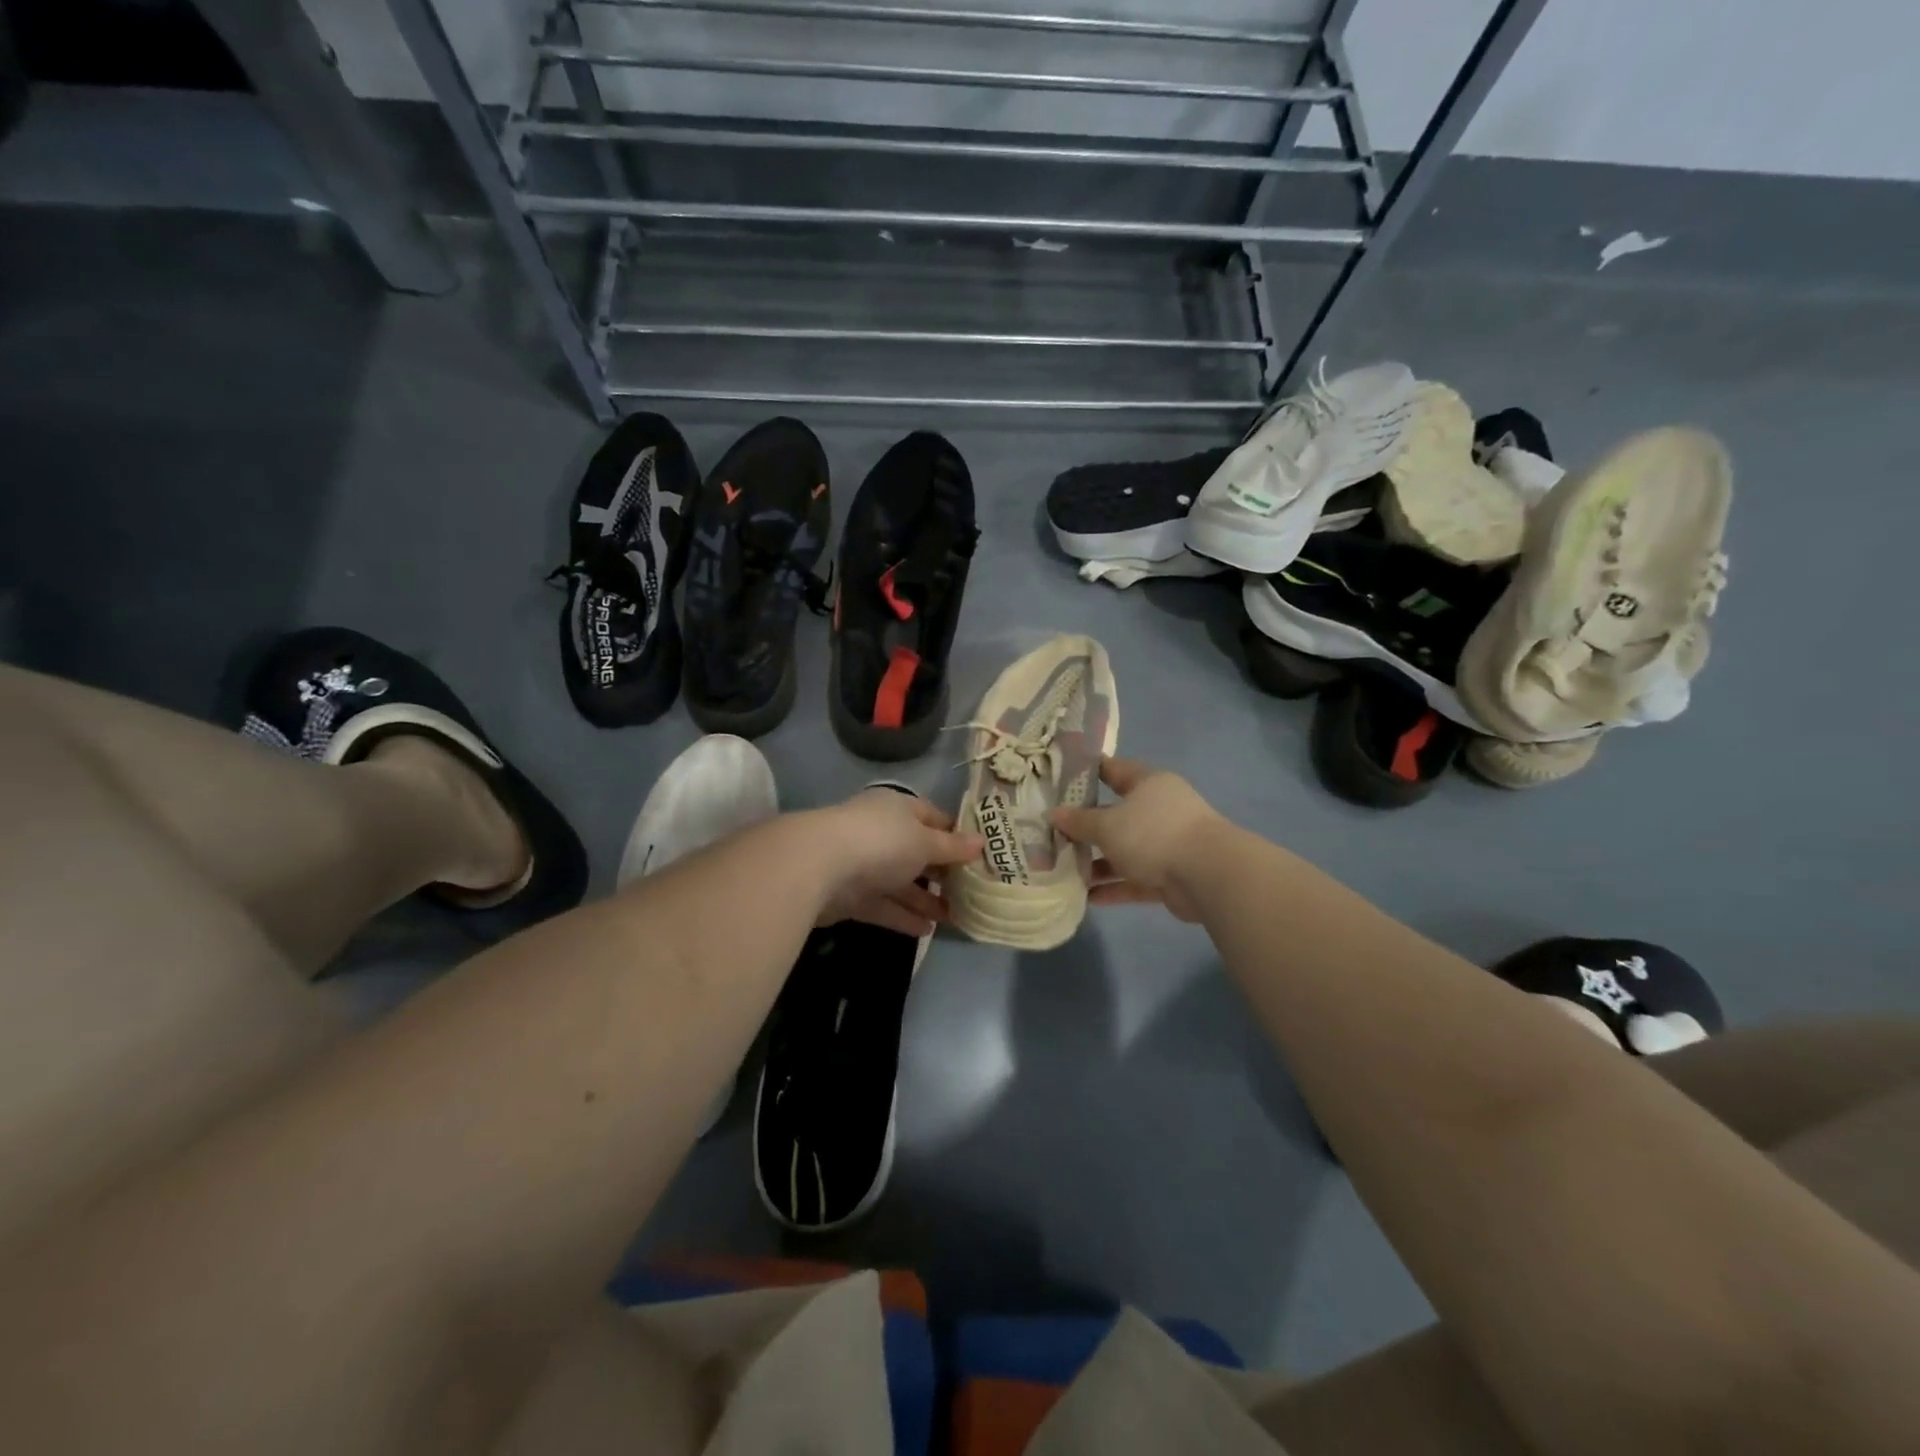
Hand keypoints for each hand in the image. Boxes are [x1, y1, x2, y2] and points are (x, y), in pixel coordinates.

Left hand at [813, 788, 983, 937]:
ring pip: (901, 883)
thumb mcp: (925, 841)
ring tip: (954, 917)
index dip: (956, 836)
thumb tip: (982, 842)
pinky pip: (883, 906)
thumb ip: (952, 847)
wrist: (819, 867)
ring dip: (925, 899)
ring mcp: (864, 865)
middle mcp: (881, 833)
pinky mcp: (850, 896)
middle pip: (917, 852)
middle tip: (971, 893)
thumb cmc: (882, 842)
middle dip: (943, 873)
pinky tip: (927, 931)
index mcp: (898, 810)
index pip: (933, 818)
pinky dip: (903, 916)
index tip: (980, 857)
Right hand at [1050, 757, 1221, 922]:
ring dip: (1098, 863)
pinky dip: (1114, 887)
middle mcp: (1159, 809)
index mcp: (1148, 784)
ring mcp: (1167, 843)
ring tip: (1065, 871)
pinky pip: (1135, 879)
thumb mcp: (1107, 825)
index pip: (1113, 770)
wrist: (1208, 875)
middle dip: (1086, 827)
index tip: (1059, 780)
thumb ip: (1079, 822)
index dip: (1087, 773)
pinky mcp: (1170, 875)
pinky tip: (1087, 898)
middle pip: (1116, 815)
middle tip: (1054, 835)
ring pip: (1125, 850)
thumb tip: (1053, 814)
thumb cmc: (1153, 833)